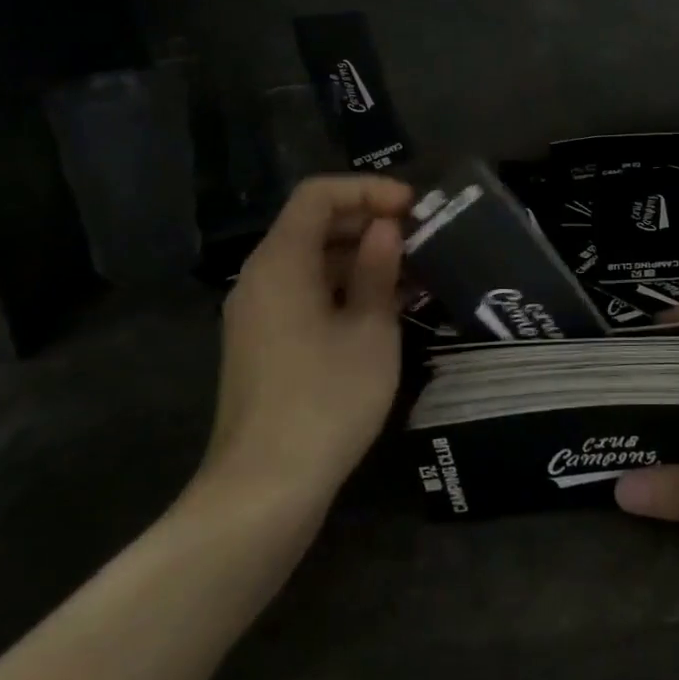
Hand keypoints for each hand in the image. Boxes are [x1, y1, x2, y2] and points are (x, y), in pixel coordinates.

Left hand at [201, 175, 412, 504]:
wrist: (264, 490)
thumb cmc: (326, 400)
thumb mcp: (369, 330)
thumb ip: (379, 270)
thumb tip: (386, 229)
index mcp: (280, 262)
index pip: (318, 194)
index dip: (368, 190)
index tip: (413, 208)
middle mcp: (260, 277)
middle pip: (312, 224)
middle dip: (368, 222)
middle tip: (421, 238)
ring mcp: (257, 312)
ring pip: (311, 260)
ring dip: (360, 257)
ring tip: (413, 272)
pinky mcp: (264, 342)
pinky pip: (304, 292)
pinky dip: (343, 287)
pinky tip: (384, 307)